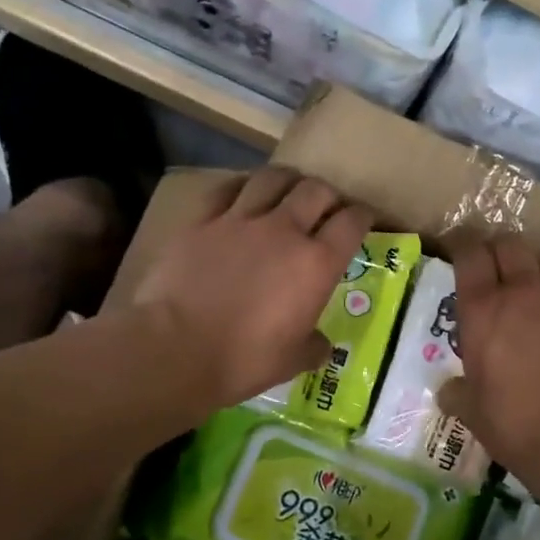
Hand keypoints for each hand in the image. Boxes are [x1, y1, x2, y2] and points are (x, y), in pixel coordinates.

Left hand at [130, 167, 374, 410]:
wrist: (175, 348)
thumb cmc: (243, 360)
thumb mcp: (292, 361)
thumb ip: (313, 346)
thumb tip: (322, 345)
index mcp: (316, 264)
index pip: (352, 223)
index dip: (363, 215)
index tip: (363, 218)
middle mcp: (284, 231)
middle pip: (316, 190)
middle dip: (327, 195)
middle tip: (325, 207)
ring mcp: (240, 220)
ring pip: (273, 178)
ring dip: (287, 181)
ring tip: (287, 190)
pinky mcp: (202, 220)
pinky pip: (227, 189)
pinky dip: (242, 187)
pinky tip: (242, 194)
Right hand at [439, 236, 539, 472]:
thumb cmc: (517, 424)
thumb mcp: (473, 413)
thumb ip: (458, 394)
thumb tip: (447, 392)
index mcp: (483, 310)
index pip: (469, 255)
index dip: (463, 244)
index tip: (460, 248)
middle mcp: (523, 292)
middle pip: (511, 245)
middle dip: (500, 249)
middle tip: (497, 266)